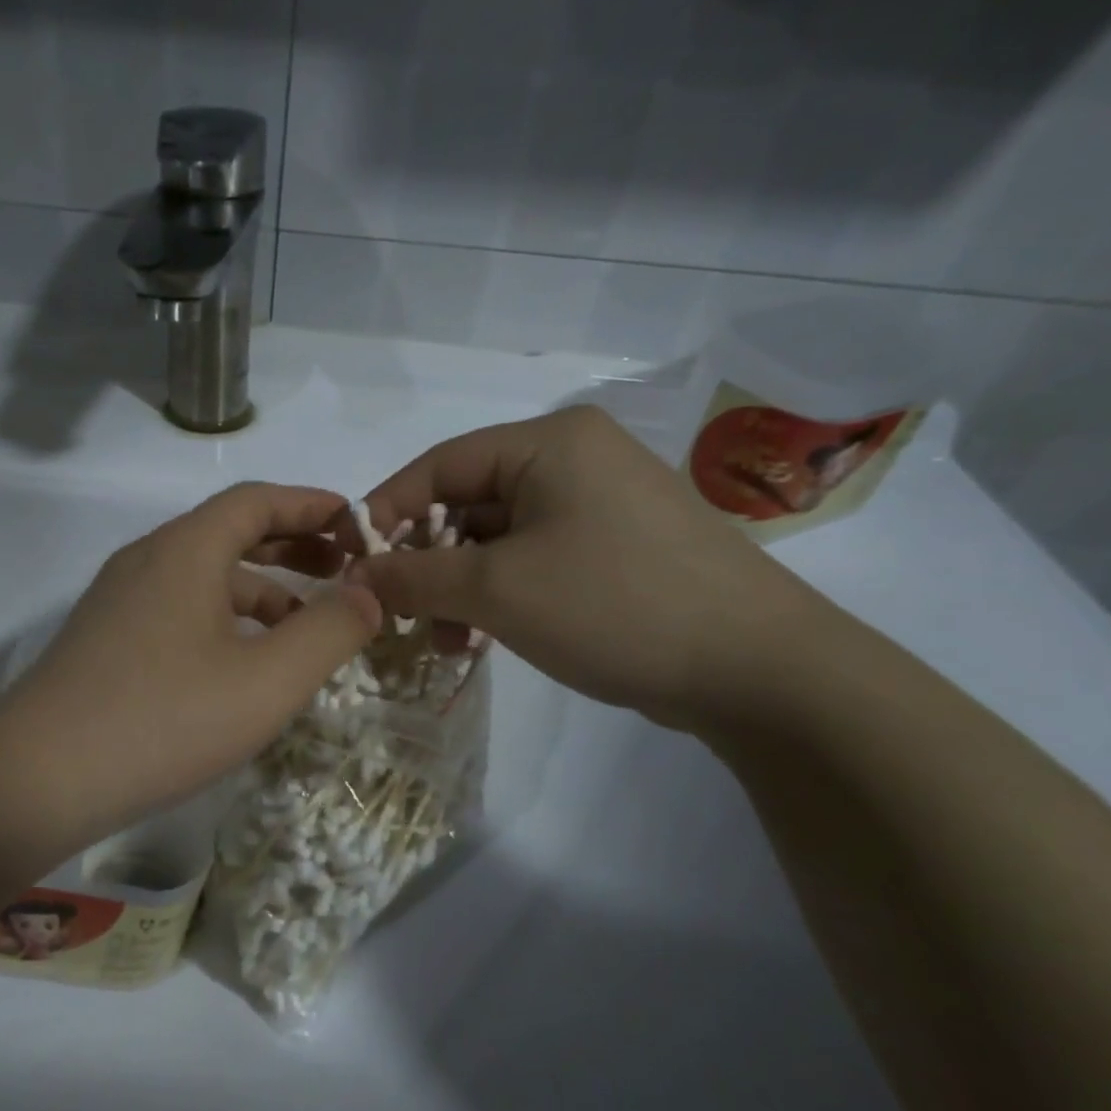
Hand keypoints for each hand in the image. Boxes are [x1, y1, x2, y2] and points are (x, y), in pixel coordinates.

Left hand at [0, 483, 380, 849]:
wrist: (38, 779)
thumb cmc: (164, 719)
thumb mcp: (268, 680)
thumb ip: (329, 631)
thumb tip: (369, 593)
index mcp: (185, 549)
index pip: (257, 500)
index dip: (312, 505)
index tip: (357, 524)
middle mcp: (149, 560)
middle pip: (230, 532)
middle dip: (292, 547)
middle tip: (344, 570)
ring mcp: (120, 600)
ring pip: (204, 576)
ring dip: (260, 589)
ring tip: (304, 626)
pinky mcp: (106, 640)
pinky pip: (179, 609)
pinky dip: (224, 619)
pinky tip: (244, 663)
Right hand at [346, 405, 827, 730]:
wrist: (756, 668)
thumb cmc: (613, 605)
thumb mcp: (497, 590)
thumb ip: (414, 576)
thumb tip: (357, 574)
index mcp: (548, 443)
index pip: (439, 465)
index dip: (387, 512)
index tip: (353, 563)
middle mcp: (574, 459)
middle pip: (468, 502)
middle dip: (427, 562)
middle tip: (400, 613)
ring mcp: (600, 504)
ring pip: (499, 538)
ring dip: (461, 587)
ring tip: (445, 640)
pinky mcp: (616, 547)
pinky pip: (534, 559)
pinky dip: (501, 595)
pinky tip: (486, 638)